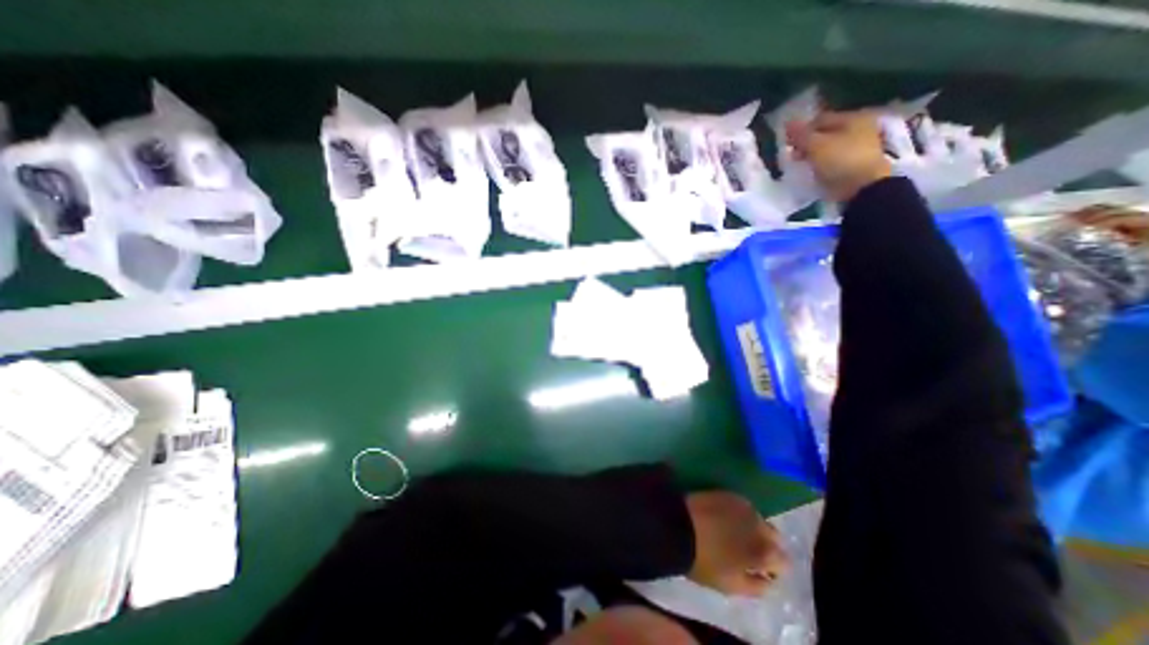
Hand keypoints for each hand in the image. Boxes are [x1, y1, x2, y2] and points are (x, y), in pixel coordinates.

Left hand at [680, 495, 789, 594]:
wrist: (677, 526)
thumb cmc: (704, 561)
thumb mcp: (732, 586)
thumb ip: (758, 586)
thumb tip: (768, 579)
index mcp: (765, 551)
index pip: (783, 562)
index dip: (771, 568)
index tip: (757, 570)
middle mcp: (760, 524)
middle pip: (773, 536)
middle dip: (765, 544)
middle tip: (745, 551)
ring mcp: (743, 504)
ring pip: (758, 518)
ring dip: (751, 526)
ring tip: (731, 533)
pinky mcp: (728, 493)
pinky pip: (742, 505)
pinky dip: (738, 513)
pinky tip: (723, 518)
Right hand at [787, 109, 892, 199]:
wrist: (863, 188)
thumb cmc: (840, 161)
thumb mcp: (816, 146)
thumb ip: (801, 135)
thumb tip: (787, 123)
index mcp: (853, 118)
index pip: (820, 119)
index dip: (802, 131)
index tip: (788, 145)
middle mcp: (859, 128)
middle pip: (825, 133)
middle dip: (807, 144)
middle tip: (794, 157)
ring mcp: (859, 147)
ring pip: (828, 148)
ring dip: (813, 155)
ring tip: (802, 166)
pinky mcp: (855, 164)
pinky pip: (833, 160)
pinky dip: (822, 165)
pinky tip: (814, 172)